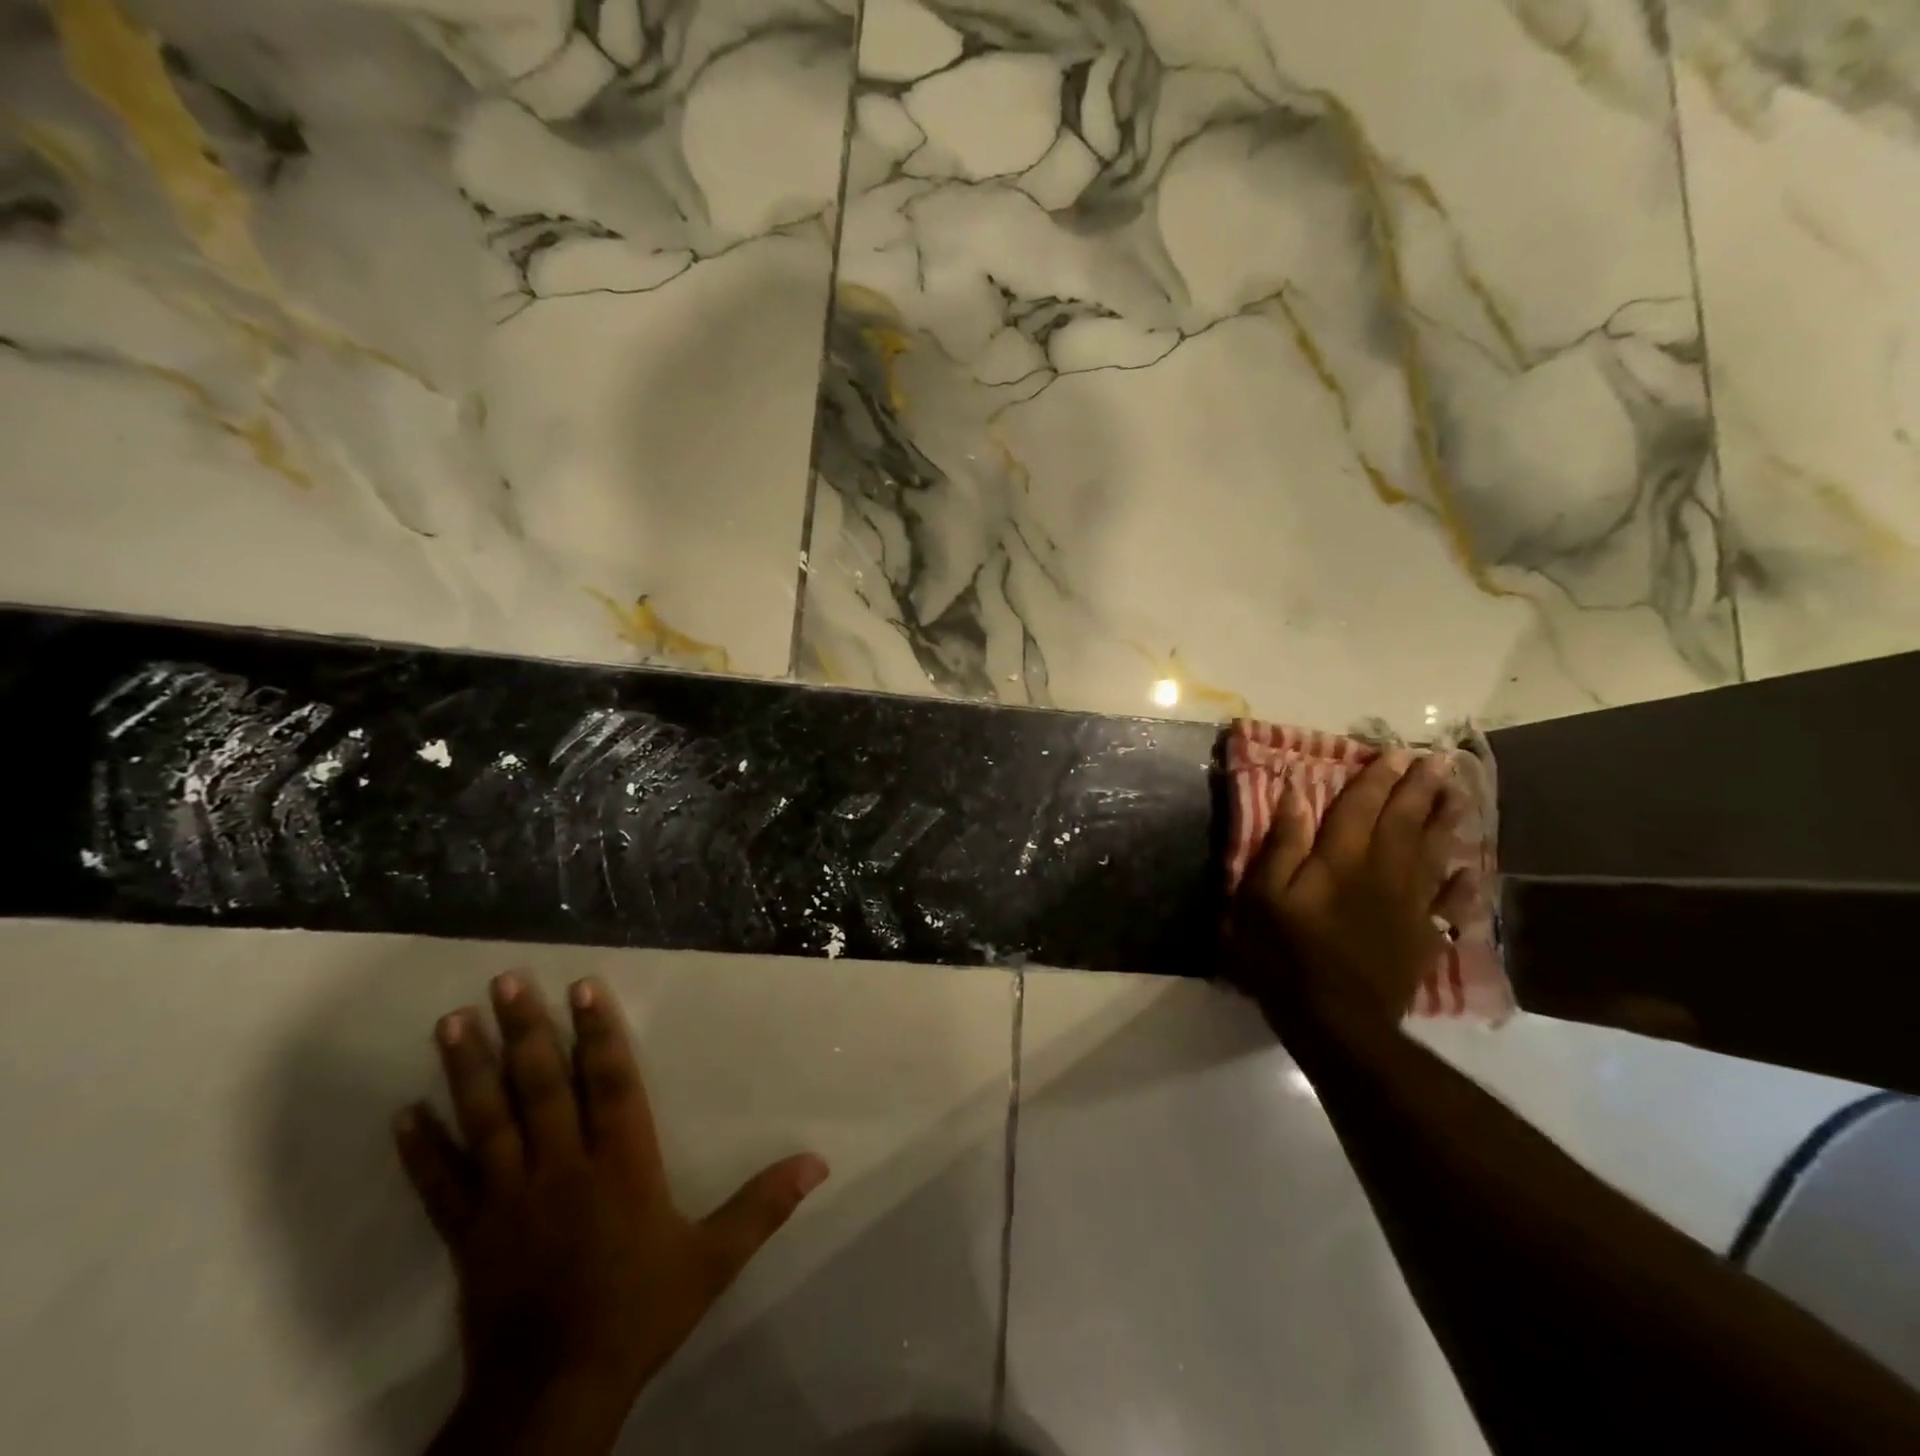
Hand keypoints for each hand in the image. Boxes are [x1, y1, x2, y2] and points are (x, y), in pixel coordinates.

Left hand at [395, 974, 828, 1454]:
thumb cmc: (639, 1311)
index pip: (609, 1081)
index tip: (582, 986)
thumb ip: (763, 1205)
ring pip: (487, 1121)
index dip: (597, 1031)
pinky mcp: (469, 1236)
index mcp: (620, 1163)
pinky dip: (421, 1150)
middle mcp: (561, 1166)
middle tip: (504, 981)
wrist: (554, 1392)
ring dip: (468, 1069)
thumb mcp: (713, 1259)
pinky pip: (440, 1186)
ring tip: (451, 1022)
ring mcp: (508, 1199)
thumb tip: (819, 1162)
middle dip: (524, 1029)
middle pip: (540, 1086)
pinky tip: (403, 1114)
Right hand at [1230, 751, 1469, 1031]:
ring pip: (1433, 853)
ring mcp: (1409, 906)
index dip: (1377, 778)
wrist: (1336, 1021)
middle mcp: (1383, 873)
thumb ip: (1282, 844)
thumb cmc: (1285, 954)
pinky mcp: (1422, 936)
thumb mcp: (1263, 896)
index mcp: (1341, 860)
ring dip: (1446, 821)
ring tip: (1460, 795)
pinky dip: (1461, 883)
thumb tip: (1296, 794)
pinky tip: (1472, 868)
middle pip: (1405, 822)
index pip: (1361, 807)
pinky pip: (1448, 902)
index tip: (1395, 752)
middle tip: (1439, 760)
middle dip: (1420, 789)